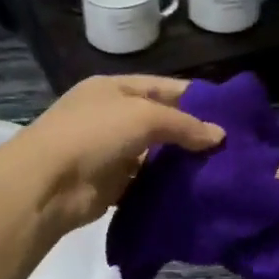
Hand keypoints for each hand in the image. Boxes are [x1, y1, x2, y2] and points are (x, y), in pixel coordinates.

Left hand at [6, 76, 223, 237]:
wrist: (47, 184)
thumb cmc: (94, 134)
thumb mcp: (143, 117)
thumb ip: (184, 125)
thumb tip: (220, 136)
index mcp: (113, 89)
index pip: (162, 87)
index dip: (195, 97)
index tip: (230, 112)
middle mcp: (111, 116)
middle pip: (160, 121)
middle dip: (191, 132)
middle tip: (231, 146)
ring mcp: (109, 151)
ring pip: (154, 153)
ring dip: (180, 162)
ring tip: (220, 170)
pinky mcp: (110, 183)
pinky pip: (145, 181)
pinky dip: (165, 186)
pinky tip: (193, 191)